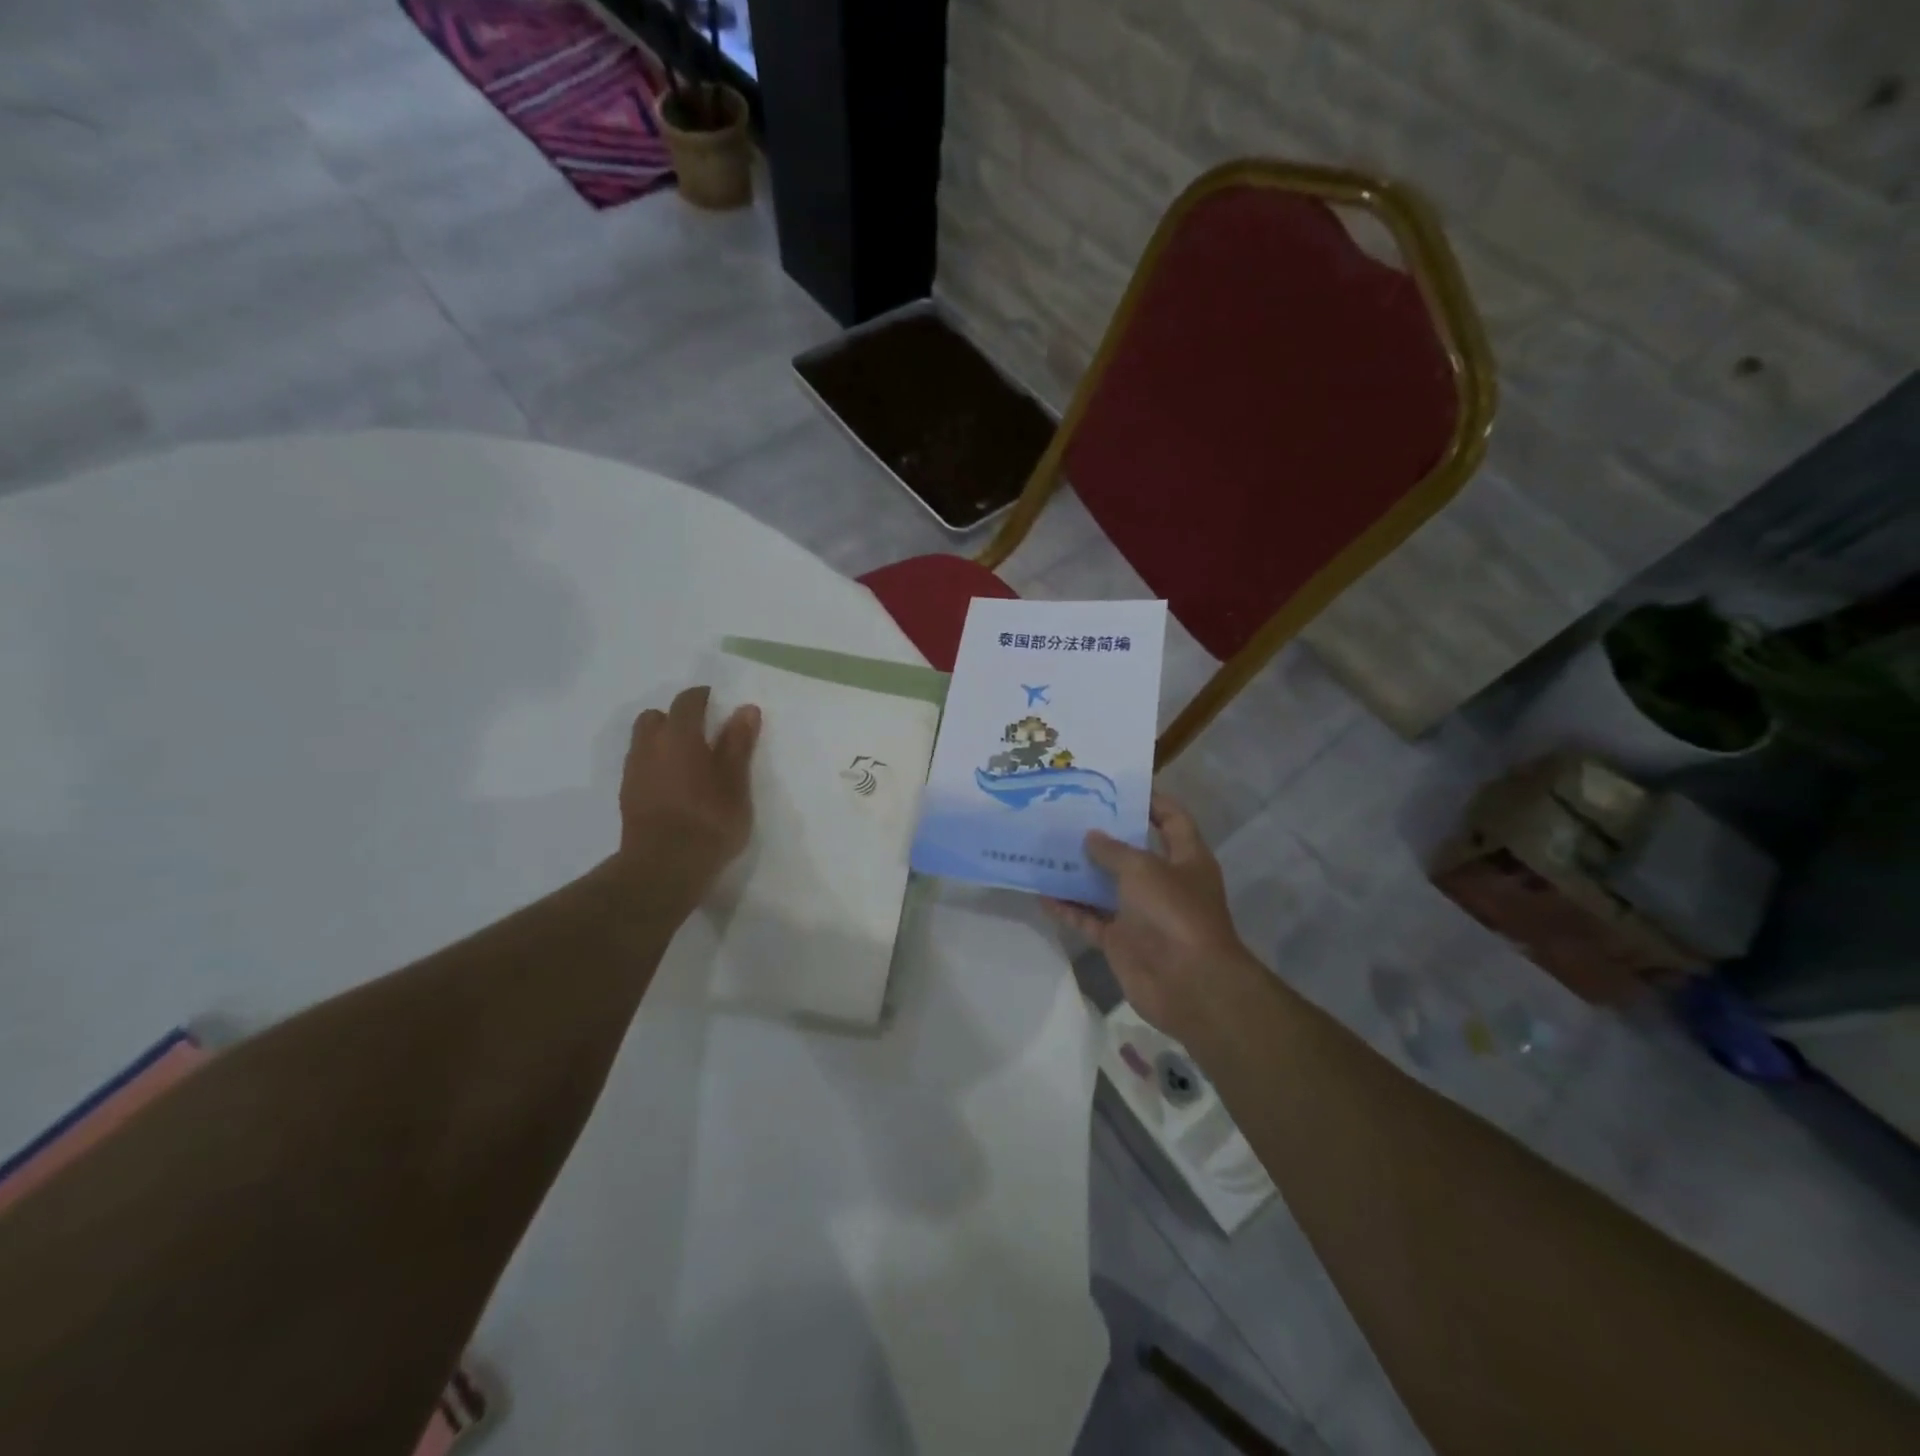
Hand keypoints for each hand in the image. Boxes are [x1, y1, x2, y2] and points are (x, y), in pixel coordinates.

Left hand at [613, 686, 760, 908]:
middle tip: (700, 734)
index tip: (716, 702)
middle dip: (675, 718)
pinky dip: (655, 765)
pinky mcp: (627, 796)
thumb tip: (745, 709)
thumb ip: (738, 744)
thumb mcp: (736, 783)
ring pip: (643, 742)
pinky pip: (640, 766)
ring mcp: (634, 772)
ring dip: (662, 741)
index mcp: (679, 736)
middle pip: (655, 717)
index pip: (687, 702)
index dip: (702, 697)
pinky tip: (674, 785)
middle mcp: (650, 746)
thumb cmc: (709, 821)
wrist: (664, 867)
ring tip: (687, 761)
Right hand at [1046, 794, 1256, 1046]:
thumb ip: (1114, 850)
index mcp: (1186, 858)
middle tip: (1068, 813)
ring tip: (1047, 847)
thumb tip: (1092, 836)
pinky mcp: (1121, 940)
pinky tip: (1042, 892)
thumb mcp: (1143, 869)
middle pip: (1132, 852)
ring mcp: (1141, 913)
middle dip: (1103, 835)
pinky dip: (1069, 908)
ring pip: (1106, 886)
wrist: (1188, 984)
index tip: (1115, 787)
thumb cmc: (1174, 913)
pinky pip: (1090, 918)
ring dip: (1080, 871)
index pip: (1171, 819)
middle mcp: (1164, 882)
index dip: (1150, 800)